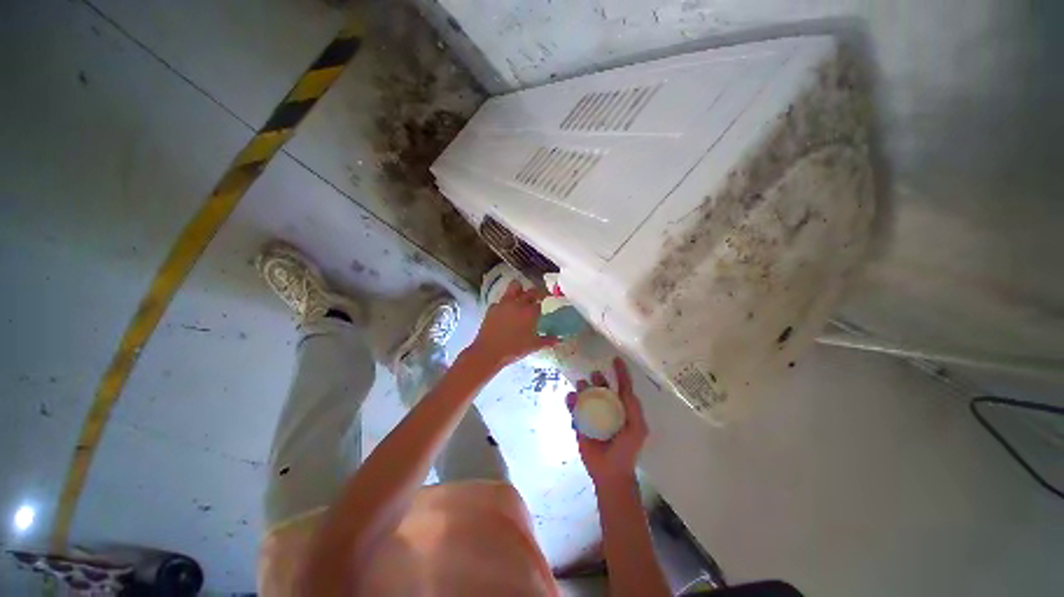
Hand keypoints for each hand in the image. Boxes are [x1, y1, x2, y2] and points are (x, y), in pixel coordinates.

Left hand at [469, 281, 557, 368]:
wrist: (489, 352)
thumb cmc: (514, 349)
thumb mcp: (534, 346)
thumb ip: (547, 340)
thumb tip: (559, 339)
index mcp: (530, 312)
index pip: (540, 301)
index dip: (545, 301)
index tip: (547, 302)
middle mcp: (518, 303)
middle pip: (530, 291)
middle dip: (536, 293)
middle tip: (539, 297)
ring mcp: (504, 303)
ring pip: (514, 286)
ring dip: (520, 289)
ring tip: (522, 296)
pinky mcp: (492, 307)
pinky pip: (501, 300)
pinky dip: (505, 303)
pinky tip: (506, 311)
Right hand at [567, 357, 648, 486]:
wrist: (610, 472)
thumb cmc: (627, 449)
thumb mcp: (637, 428)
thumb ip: (633, 408)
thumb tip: (626, 389)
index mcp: (622, 408)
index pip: (622, 386)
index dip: (620, 372)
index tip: (616, 359)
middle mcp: (607, 407)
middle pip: (601, 388)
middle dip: (597, 379)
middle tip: (594, 375)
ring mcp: (592, 415)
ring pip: (585, 395)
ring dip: (583, 388)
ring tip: (581, 386)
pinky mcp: (580, 423)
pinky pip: (573, 409)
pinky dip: (571, 402)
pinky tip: (570, 397)